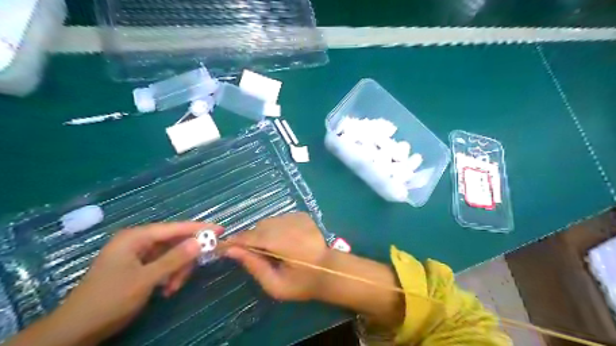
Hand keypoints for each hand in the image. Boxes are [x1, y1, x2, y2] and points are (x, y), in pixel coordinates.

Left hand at [50, 224, 218, 344]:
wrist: (76, 330)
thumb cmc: (109, 300)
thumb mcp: (146, 279)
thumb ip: (175, 259)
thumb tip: (201, 241)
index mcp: (136, 237)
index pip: (175, 228)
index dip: (199, 228)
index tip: (220, 229)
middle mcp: (137, 241)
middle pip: (174, 241)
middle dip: (185, 258)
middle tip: (192, 272)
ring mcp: (137, 254)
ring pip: (171, 254)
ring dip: (177, 270)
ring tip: (172, 288)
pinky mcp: (138, 266)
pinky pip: (163, 264)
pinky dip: (169, 275)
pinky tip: (166, 289)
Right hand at [224, 212, 332, 300]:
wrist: (330, 270)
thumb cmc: (302, 283)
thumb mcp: (275, 284)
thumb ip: (254, 266)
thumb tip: (231, 250)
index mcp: (280, 242)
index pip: (249, 237)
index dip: (235, 241)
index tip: (225, 248)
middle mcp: (286, 224)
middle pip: (258, 227)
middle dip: (252, 239)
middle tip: (256, 255)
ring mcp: (296, 217)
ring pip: (269, 221)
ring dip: (265, 233)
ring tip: (273, 248)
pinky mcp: (302, 215)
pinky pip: (280, 218)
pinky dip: (277, 228)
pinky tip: (285, 240)